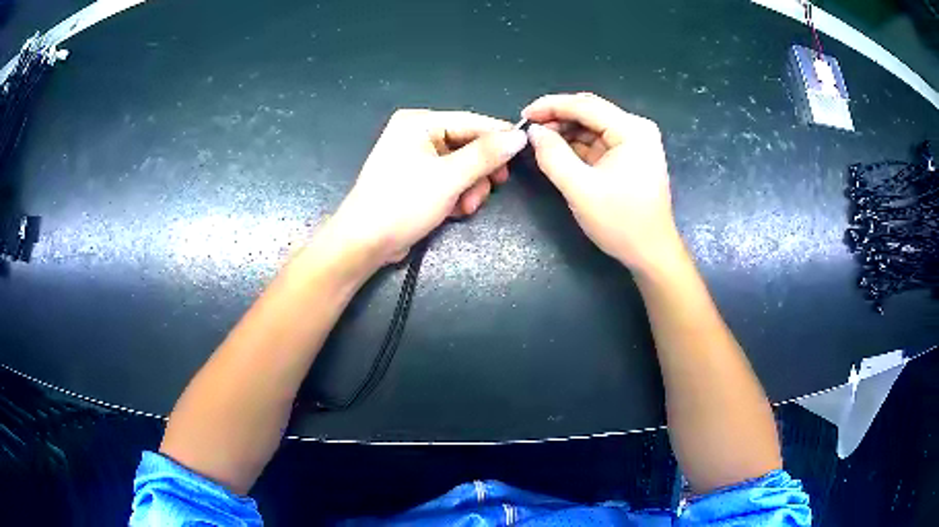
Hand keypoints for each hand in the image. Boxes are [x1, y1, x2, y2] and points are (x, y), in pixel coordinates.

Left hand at [329, 109, 527, 266]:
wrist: (365, 243)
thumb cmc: (403, 204)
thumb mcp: (449, 178)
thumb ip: (486, 155)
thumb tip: (519, 137)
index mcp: (419, 122)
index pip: (472, 122)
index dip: (500, 137)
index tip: (525, 152)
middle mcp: (417, 133)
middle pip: (468, 145)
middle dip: (480, 171)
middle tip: (493, 189)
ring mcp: (416, 157)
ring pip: (462, 166)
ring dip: (470, 188)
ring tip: (465, 208)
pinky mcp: (417, 179)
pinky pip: (449, 179)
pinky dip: (457, 194)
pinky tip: (454, 211)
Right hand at [522, 93, 681, 272]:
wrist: (651, 254)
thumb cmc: (621, 222)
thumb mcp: (580, 189)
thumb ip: (553, 156)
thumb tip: (534, 131)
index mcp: (632, 130)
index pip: (585, 105)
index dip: (551, 106)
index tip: (523, 115)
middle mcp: (636, 129)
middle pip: (590, 111)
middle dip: (558, 117)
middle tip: (529, 130)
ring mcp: (635, 142)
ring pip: (592, 125)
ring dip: (566, 131)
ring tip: (539, 141)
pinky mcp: (630, 156)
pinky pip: (598, 141)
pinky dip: (577, 145)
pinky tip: (558, 151)